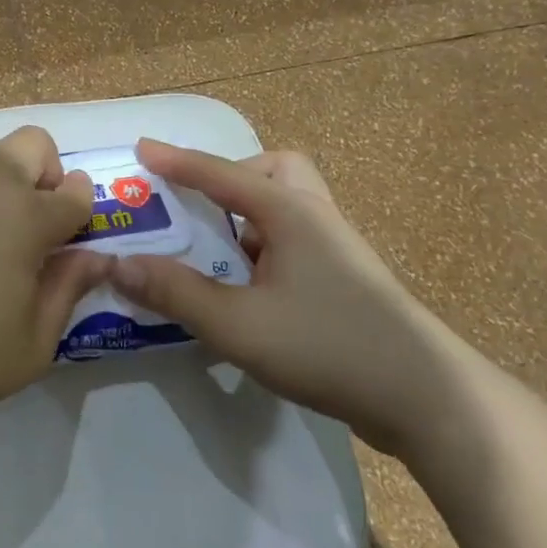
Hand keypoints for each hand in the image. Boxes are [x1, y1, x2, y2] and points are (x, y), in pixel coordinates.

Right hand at [109, 139, 473, 457]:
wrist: (427, 399)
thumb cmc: (328, 345)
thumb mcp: (238, 324)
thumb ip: (176, 293)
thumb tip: (119, 264)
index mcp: (288, 211)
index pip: (220, 173)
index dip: (175, 161)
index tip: (140, 148)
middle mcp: (314, 217)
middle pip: (272, 172)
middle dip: (231, 179)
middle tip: (200, 207)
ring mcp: (335, 250)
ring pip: (285, 209)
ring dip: (245, 218)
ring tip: (213, 252)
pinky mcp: (344, 282)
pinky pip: (292, 243)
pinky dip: (261, 249)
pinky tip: (244, 290)